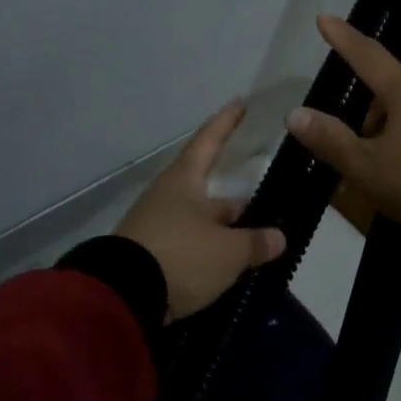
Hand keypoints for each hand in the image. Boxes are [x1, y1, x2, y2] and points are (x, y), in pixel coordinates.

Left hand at [116, 99, 286, 321]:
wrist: (122, 297)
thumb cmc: (180, 256)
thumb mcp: (228, 252)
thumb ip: (255, 243)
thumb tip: (278, 237)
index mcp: (184, 180)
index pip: (209, 141)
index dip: (226, 122)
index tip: (240, 102)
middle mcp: (168, 196)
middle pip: (206, 189)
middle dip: (234, 200)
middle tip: (263, 207)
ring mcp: (155, 226)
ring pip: (198, 220)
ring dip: (222, 229)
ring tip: (252, 243)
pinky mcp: (148, 256)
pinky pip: (187, 245)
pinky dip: (208, 251)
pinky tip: (225, 266)